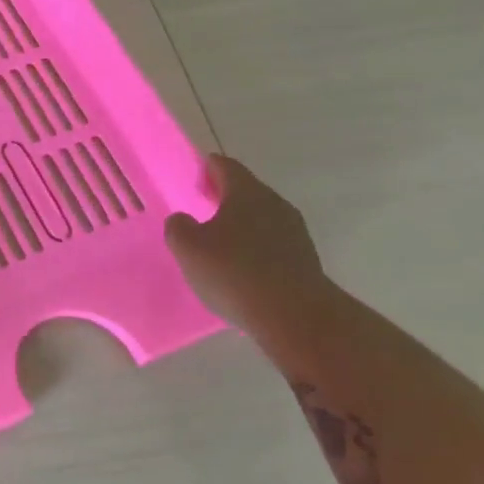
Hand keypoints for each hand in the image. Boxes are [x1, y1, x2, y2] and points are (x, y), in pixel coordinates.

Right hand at [164, 155, 329, 332]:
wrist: (295, 317)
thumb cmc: (234, 272)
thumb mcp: (188, 248)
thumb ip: (178, 226)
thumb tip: (183, 220)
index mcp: (247, 192)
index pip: (225, 166)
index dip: (207, 167)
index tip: (193, 178)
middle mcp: (275, 204)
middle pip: (246, 190)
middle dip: (223, 196)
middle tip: (201, 209)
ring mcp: (294, 231)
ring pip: (261, 217)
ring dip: (240, 223)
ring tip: (218, 242)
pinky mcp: (304, 258)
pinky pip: (272, 242)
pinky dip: (255, 246)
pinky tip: (240, 267)